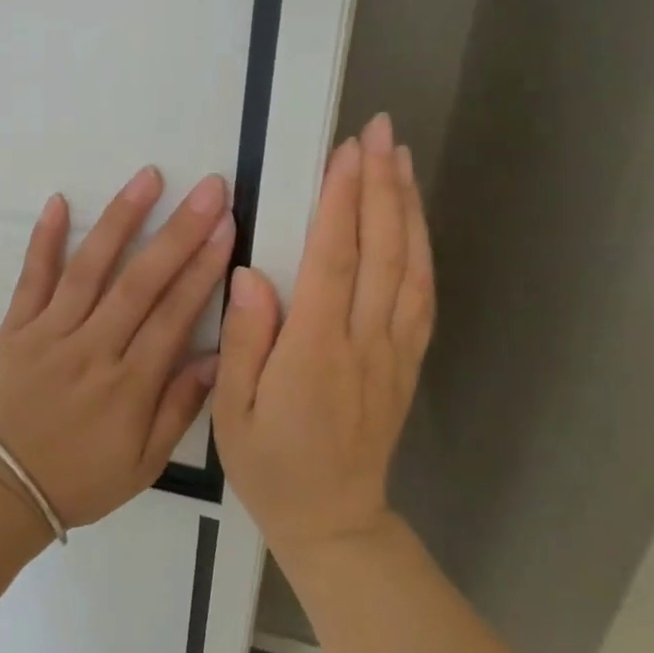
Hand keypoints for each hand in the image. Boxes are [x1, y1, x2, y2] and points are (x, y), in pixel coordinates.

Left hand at [0, 166, 235, 528]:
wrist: (5, 489)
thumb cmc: (83, 478)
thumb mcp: (145, 462)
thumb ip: (181, 407)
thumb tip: (218, 355)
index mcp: (130, 385)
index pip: (174, 315)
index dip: (203, 268)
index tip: (226, 226)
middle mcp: (92, 350)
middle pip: (141, 283)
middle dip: (178, 232)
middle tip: (209, 189)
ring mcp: (49, 334)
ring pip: (89, 269)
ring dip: (120, 220)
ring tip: (148, 178)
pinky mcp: (14, 329)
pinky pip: (31, 279)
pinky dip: (44, 240)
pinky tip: (59, 202)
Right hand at [214, 113, 433, 557]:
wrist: (333, 520)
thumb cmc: (271, 465)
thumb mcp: (232, 411)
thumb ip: (244, 341)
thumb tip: (251, 273)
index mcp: (316, 352)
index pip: (335, 260)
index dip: (342, 201)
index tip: (345, 152)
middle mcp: (364, 341)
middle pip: (382, 251)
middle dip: (380, 185)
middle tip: (379, 131)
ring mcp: (394, 351)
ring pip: (411, 266)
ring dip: (407, 207)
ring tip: (400, 157)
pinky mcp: (407, 360)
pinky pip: (422, 295)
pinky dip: (422, 248)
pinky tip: (414, 218)